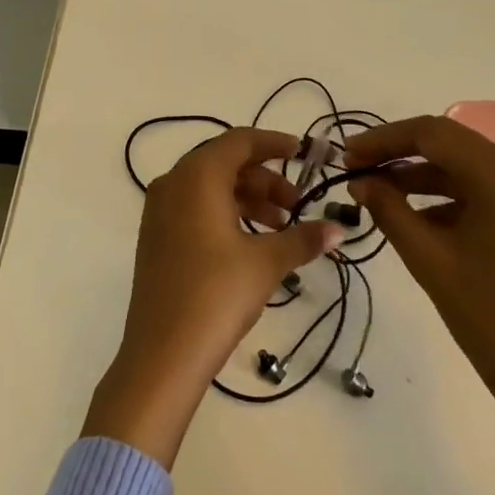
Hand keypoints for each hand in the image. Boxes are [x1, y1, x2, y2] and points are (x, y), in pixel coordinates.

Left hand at [84, 127, 344, 466]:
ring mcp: (159, 211)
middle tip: (297, 204)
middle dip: (265, 178)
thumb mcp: (266, 263)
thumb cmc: (216, 294)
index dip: (274, 144)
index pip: (239, 141)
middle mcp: (173, 183)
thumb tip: (338, 229)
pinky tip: (252, 242)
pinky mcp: (156, 237)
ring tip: (281, 228)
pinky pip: (196, 208)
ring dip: (248, 199)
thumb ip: (303, 238)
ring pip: (211, 187)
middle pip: (225, 163)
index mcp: (197, 176)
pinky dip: (226, 214)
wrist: (162, 353)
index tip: (303, 154)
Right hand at [344, 115, 494, 419]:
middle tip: (355, 170)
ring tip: (375, 191)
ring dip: (418, 174)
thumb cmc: (487, 316)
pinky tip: (411, 214)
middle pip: (449, 143)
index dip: (384, 139)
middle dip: (398, 154)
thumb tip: (359, 181)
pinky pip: (479, 187)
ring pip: (462, 164)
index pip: (433, 133)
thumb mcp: (427, 258)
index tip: (347, 156)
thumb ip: (388, 209)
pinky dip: (444, 194)